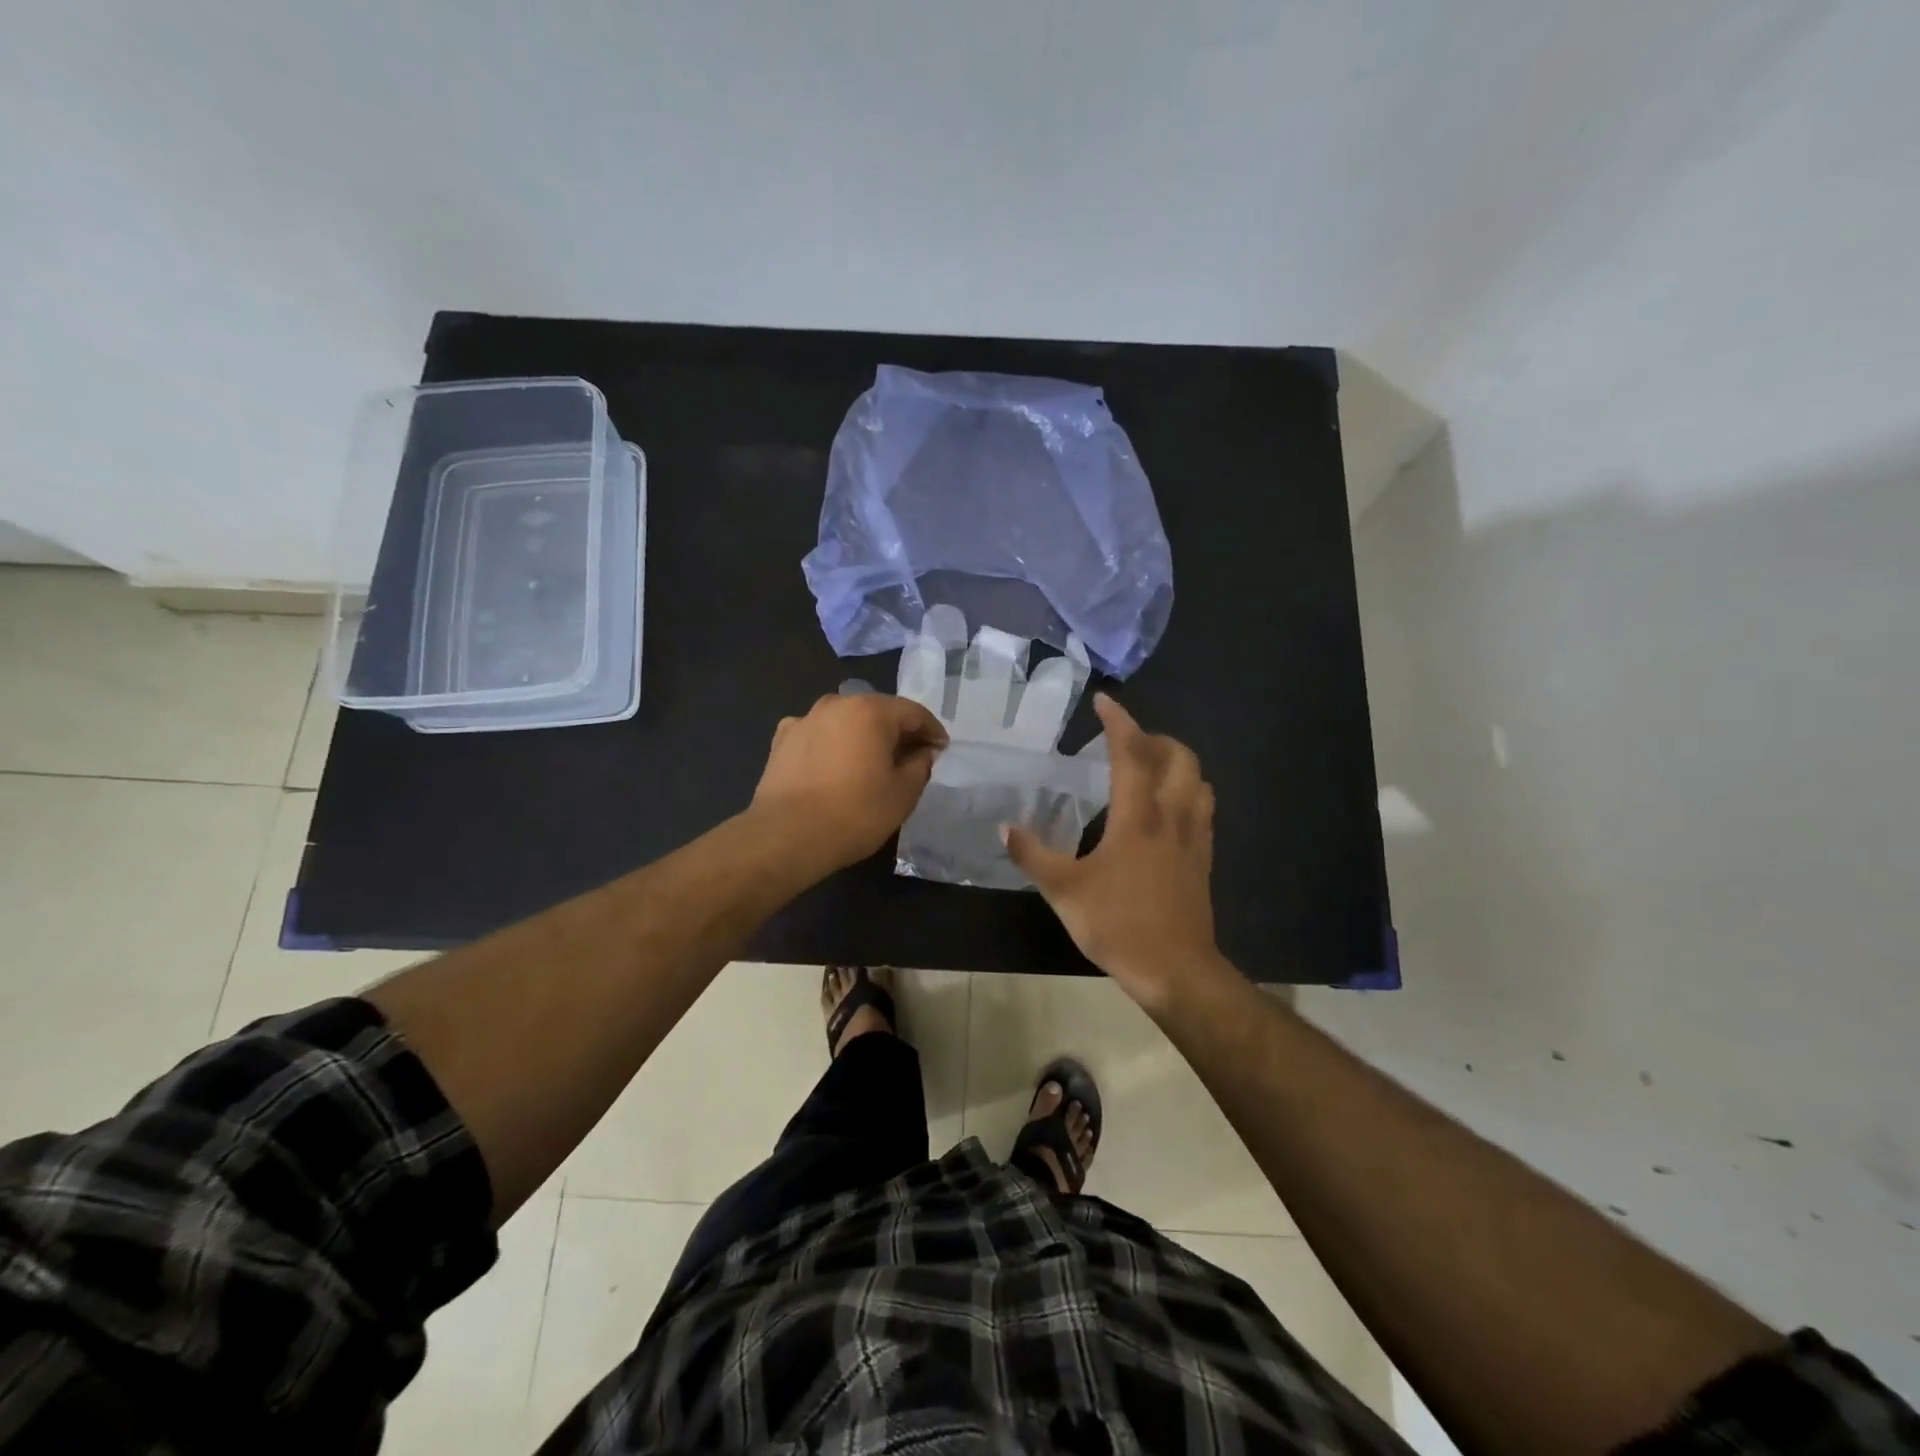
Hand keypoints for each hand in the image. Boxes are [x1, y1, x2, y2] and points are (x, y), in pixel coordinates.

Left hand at [750, 693, 948, 873]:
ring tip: (871, 763)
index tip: (941, 750)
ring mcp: (805, 719)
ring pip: (846, 721)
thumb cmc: (854, 813)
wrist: (786, 836)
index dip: (932, 731)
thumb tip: (923, 752)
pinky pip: (818, 735)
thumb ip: (920, 765)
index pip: (913, 712)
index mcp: (871, 711)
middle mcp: (836, 704)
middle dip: (898, 732)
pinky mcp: (781, 740)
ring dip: (863, 736)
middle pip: (878, 711)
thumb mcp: (903, 794)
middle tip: (912, 757)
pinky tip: (834, 766)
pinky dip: (832, 744)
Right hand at [1004, 695, 1221, 1008]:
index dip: (1118, 722)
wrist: (1176, 969)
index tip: (1103, 702)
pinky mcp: (1204, 857)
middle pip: (1178, 757)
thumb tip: (1004, 828)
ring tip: (1148, 769)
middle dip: (1154, 738)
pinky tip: (1166, 809)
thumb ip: (1033, 855)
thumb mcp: (1064, 891)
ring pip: (1198, 779)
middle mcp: (1172, 815)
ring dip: (1176, 762)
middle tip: (1126, 743)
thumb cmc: (1118, 924)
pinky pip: (1203, 807)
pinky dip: (1187, 790)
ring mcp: (1195, 836)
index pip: (1132, 753)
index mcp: (1138, 816)